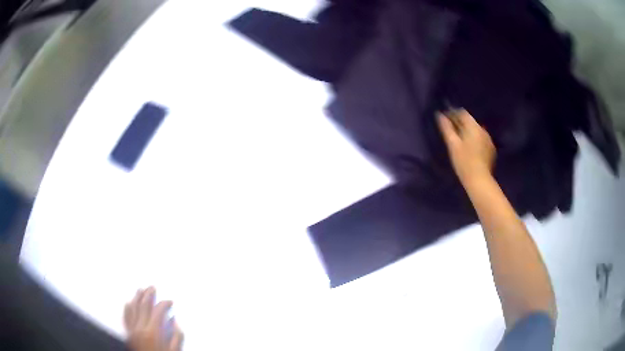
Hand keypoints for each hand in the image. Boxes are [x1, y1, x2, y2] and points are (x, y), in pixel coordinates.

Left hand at [124, 287, 183, 350]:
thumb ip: (177, 336)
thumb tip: (174, 320)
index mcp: (153, 332)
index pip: (158, 311)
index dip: (164, 304)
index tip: (170, 301)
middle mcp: (140, 328)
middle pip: (144, 305)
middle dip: (149, 295)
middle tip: (153, 287)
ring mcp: (132, 330)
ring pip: (133, 308)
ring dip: (137, 297)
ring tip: (141, 290)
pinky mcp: (128, 334)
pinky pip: (126, 317)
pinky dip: (128, 307)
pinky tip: (130, 302)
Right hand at [438, 109, 495, 184]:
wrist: (479, 180)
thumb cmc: (463, 162)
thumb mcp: (452, 144)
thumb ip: (446, 128)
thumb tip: (440, 115)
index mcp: (473, 127)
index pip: (462, 113)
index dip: (453, 114)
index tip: (446, 121)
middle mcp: (482, 130)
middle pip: (470, 121)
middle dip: (460, 124)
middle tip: (451, 132)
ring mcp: (488, 139)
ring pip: (476, 130)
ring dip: (468, 132)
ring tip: (460, 141)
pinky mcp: (491, 149)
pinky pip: (481, 139)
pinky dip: (475, 140)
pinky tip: (470, 149)